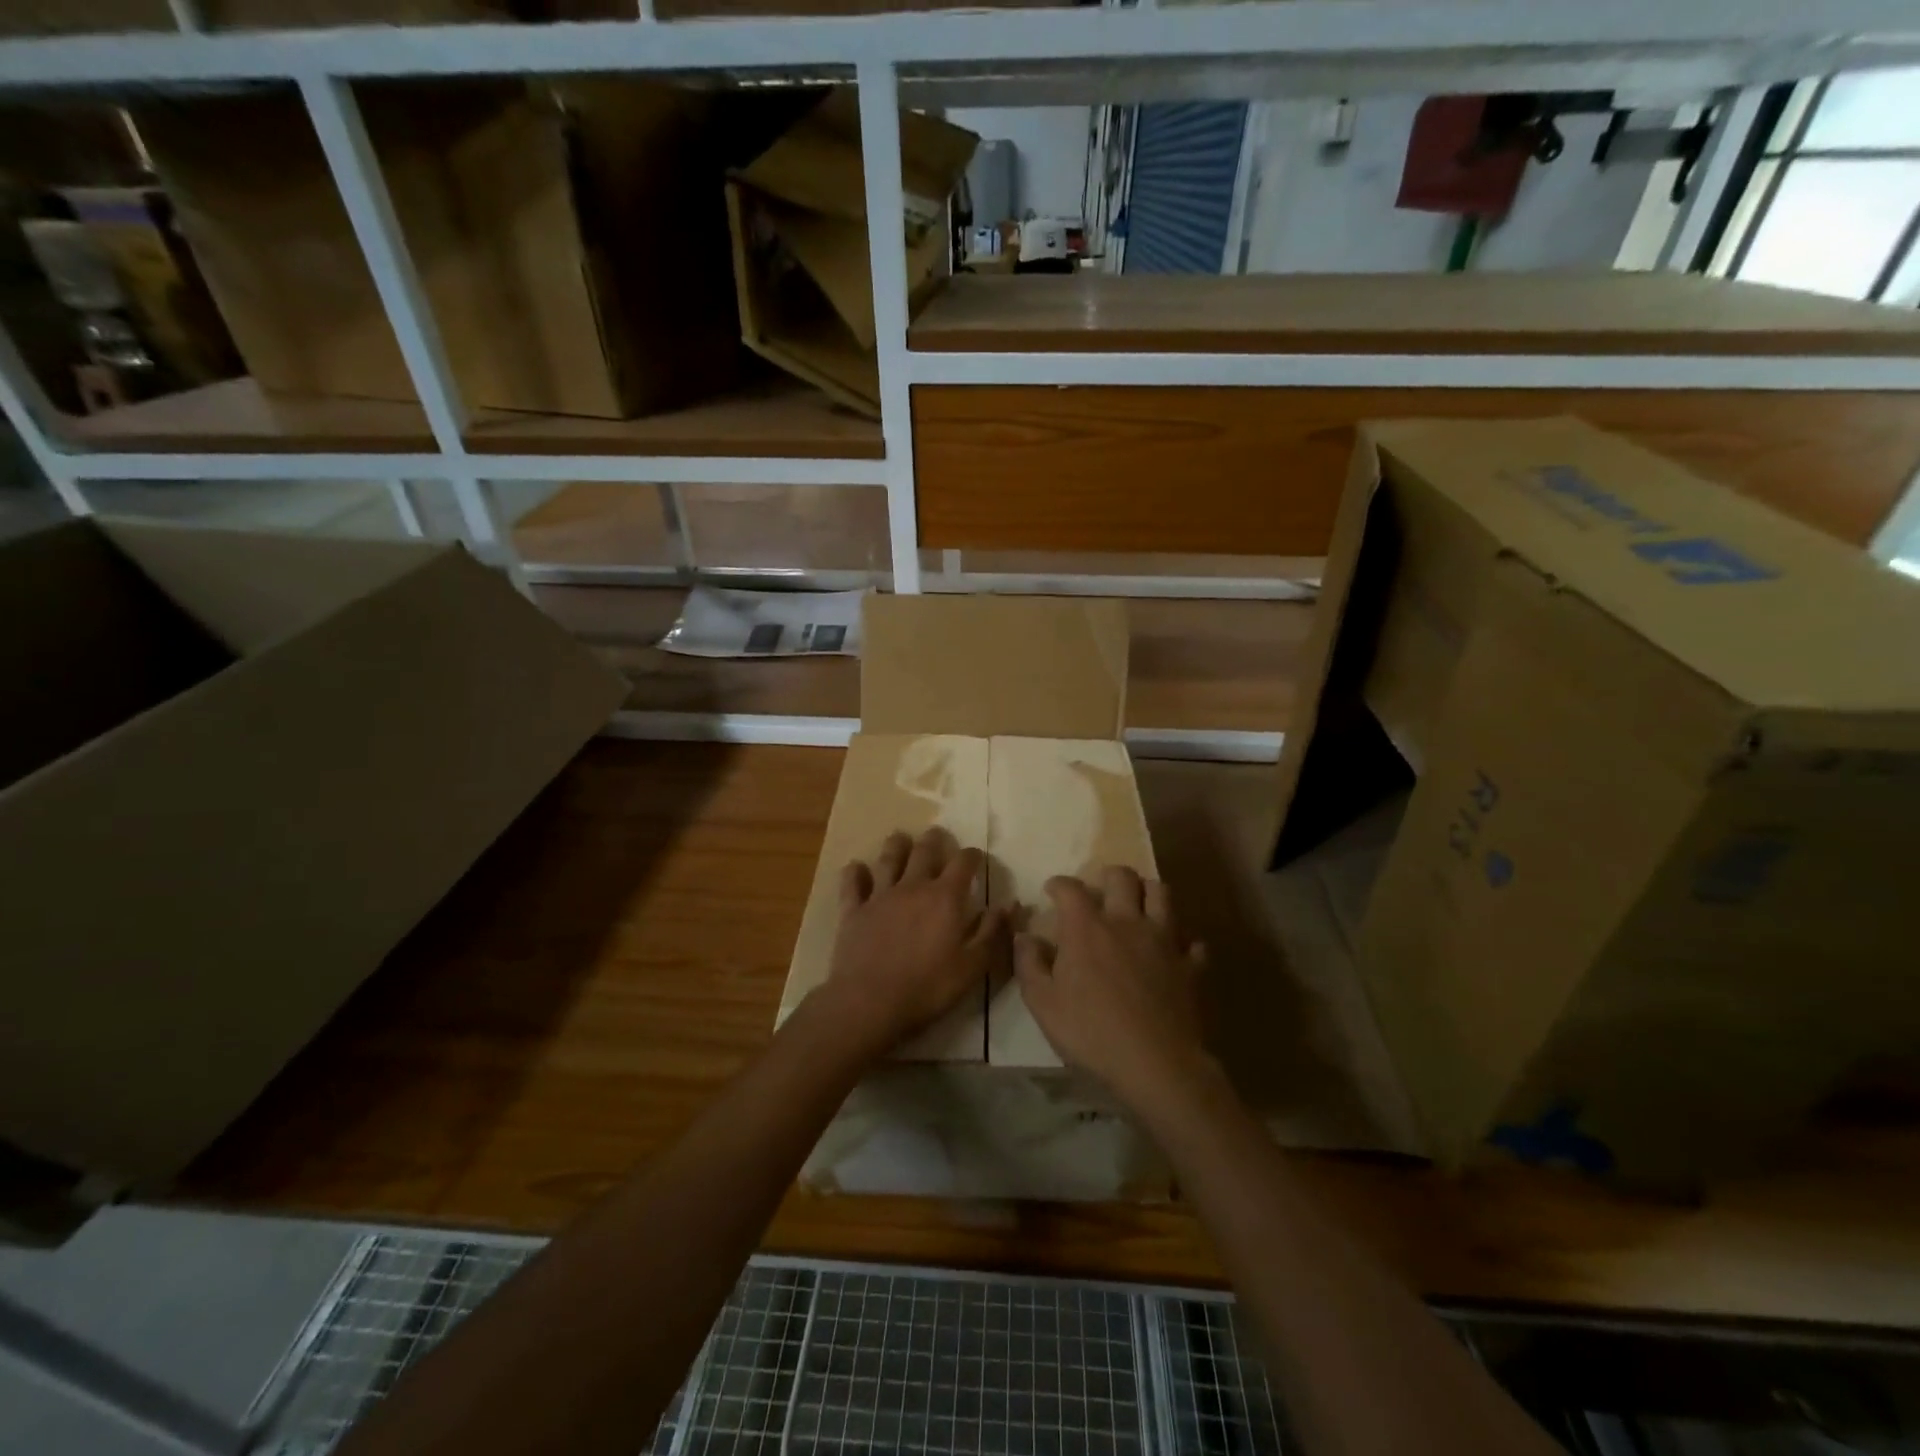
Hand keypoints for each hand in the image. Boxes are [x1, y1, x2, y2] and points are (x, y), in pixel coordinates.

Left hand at [821, 827, 1008, 1058]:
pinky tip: (856, 867)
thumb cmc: (928, 987)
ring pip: (888, 859)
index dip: (972, 856)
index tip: (976, 857)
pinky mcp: (853, 911)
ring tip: (900, 838)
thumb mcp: (972, 966)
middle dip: (934, 840)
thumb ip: (991, 932)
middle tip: (937, 834)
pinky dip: (854, 873)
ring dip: (896, 846)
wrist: (870, 1002)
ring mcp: (880, 896)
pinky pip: (852, 884)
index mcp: (945, 898)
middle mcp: (913, 887)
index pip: (963, 863)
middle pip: (924, 852)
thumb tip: (1009, 904)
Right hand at [1014, 867, 1211, 1113]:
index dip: (1059, 884)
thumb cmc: (1091, 1032)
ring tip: (1138, 906)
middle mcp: (1127, 921)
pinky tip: (1174, 952)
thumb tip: (1024, 936)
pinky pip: (1192, 941)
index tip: (1052, 891)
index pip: (1070, 888)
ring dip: (1148, 893)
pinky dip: (1182, 942)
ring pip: (1162, 894)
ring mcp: (1164, 940)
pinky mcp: (1190, 965)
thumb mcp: (1043, 1003)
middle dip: (1109, 876)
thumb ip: (1029, 964)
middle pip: (1123, 877)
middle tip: (1100, 891)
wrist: (1155, 1064)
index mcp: (1087, 928)